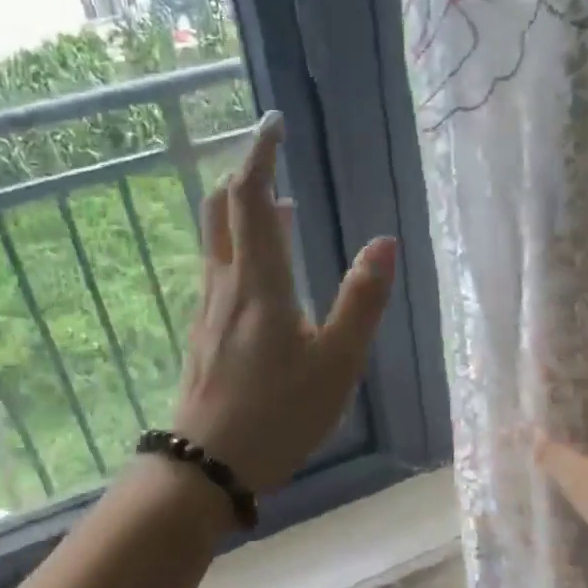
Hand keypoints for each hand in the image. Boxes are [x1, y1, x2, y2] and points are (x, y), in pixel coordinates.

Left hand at [170, 111, 396, 492]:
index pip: (250, 197)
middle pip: (220, 209)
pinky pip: (218, 272)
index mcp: (259, 282)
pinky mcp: (203, 335)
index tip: (273, 122)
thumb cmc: (280, 414)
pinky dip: (239, 250)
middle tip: (271, 160)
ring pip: (216, 242)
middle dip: (243, 175)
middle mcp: (225, 285)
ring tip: (278, 211)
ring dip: (241, 214)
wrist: (209, 465)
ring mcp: (208, 311)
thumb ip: (362, 301)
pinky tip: (261, 275)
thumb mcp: (337, 362)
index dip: (259, 154)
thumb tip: (384, 242)